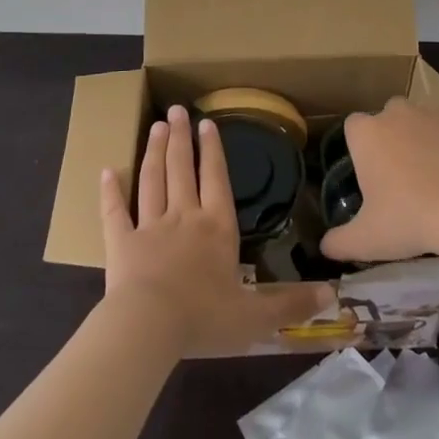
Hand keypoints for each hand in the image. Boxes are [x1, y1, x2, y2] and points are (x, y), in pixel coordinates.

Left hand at [99, 105, 331, 357]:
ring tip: (157, 126)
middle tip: (177, 110)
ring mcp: (150, 227)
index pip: (217, 181)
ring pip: (152, 180)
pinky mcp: (121, 243)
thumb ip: (290, 304)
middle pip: (182, 170)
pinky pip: (115, 212)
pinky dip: (110, 191)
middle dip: (182, 139)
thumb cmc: (204, 319)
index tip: (207, 124)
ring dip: (155, 152)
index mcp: (217, 229)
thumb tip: (331, 293)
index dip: (214, 152)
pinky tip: (107, 170)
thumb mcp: (255, 317)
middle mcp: (184, 218)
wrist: (149, 328)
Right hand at [318, 97, 438, 263]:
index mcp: (366, 133)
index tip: (368, 172)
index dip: (359, 146)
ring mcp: (428, 113)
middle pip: (386, 118)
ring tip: (429, 171)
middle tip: (399, 174)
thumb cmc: (407, 218)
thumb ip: (338, 242)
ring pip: (416, 118)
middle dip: (389, 137)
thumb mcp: (366, 239)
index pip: (353, 127)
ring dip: (418, 135)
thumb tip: (324, 247)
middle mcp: (394, 113)